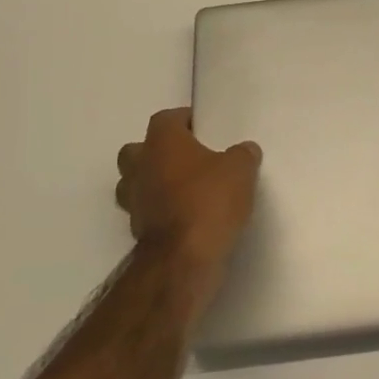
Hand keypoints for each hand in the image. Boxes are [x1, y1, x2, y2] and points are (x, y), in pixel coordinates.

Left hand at [116, 108, 260, 287]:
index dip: (185, 121)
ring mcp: (133, 200)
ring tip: (184, 190)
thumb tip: (244, 150)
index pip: (167, 118)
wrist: (183, 259)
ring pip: (135, 182)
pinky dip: (160, 211)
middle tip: (188, 159)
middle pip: (138, 150)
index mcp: (161, 141)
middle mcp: (140, 166)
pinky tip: (185, 216)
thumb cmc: (208, 201)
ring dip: (154, 183)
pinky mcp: (136, 231)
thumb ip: (243, 154)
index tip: (205, 129)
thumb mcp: (240, 170)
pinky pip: (146, 211)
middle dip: (158, 152)